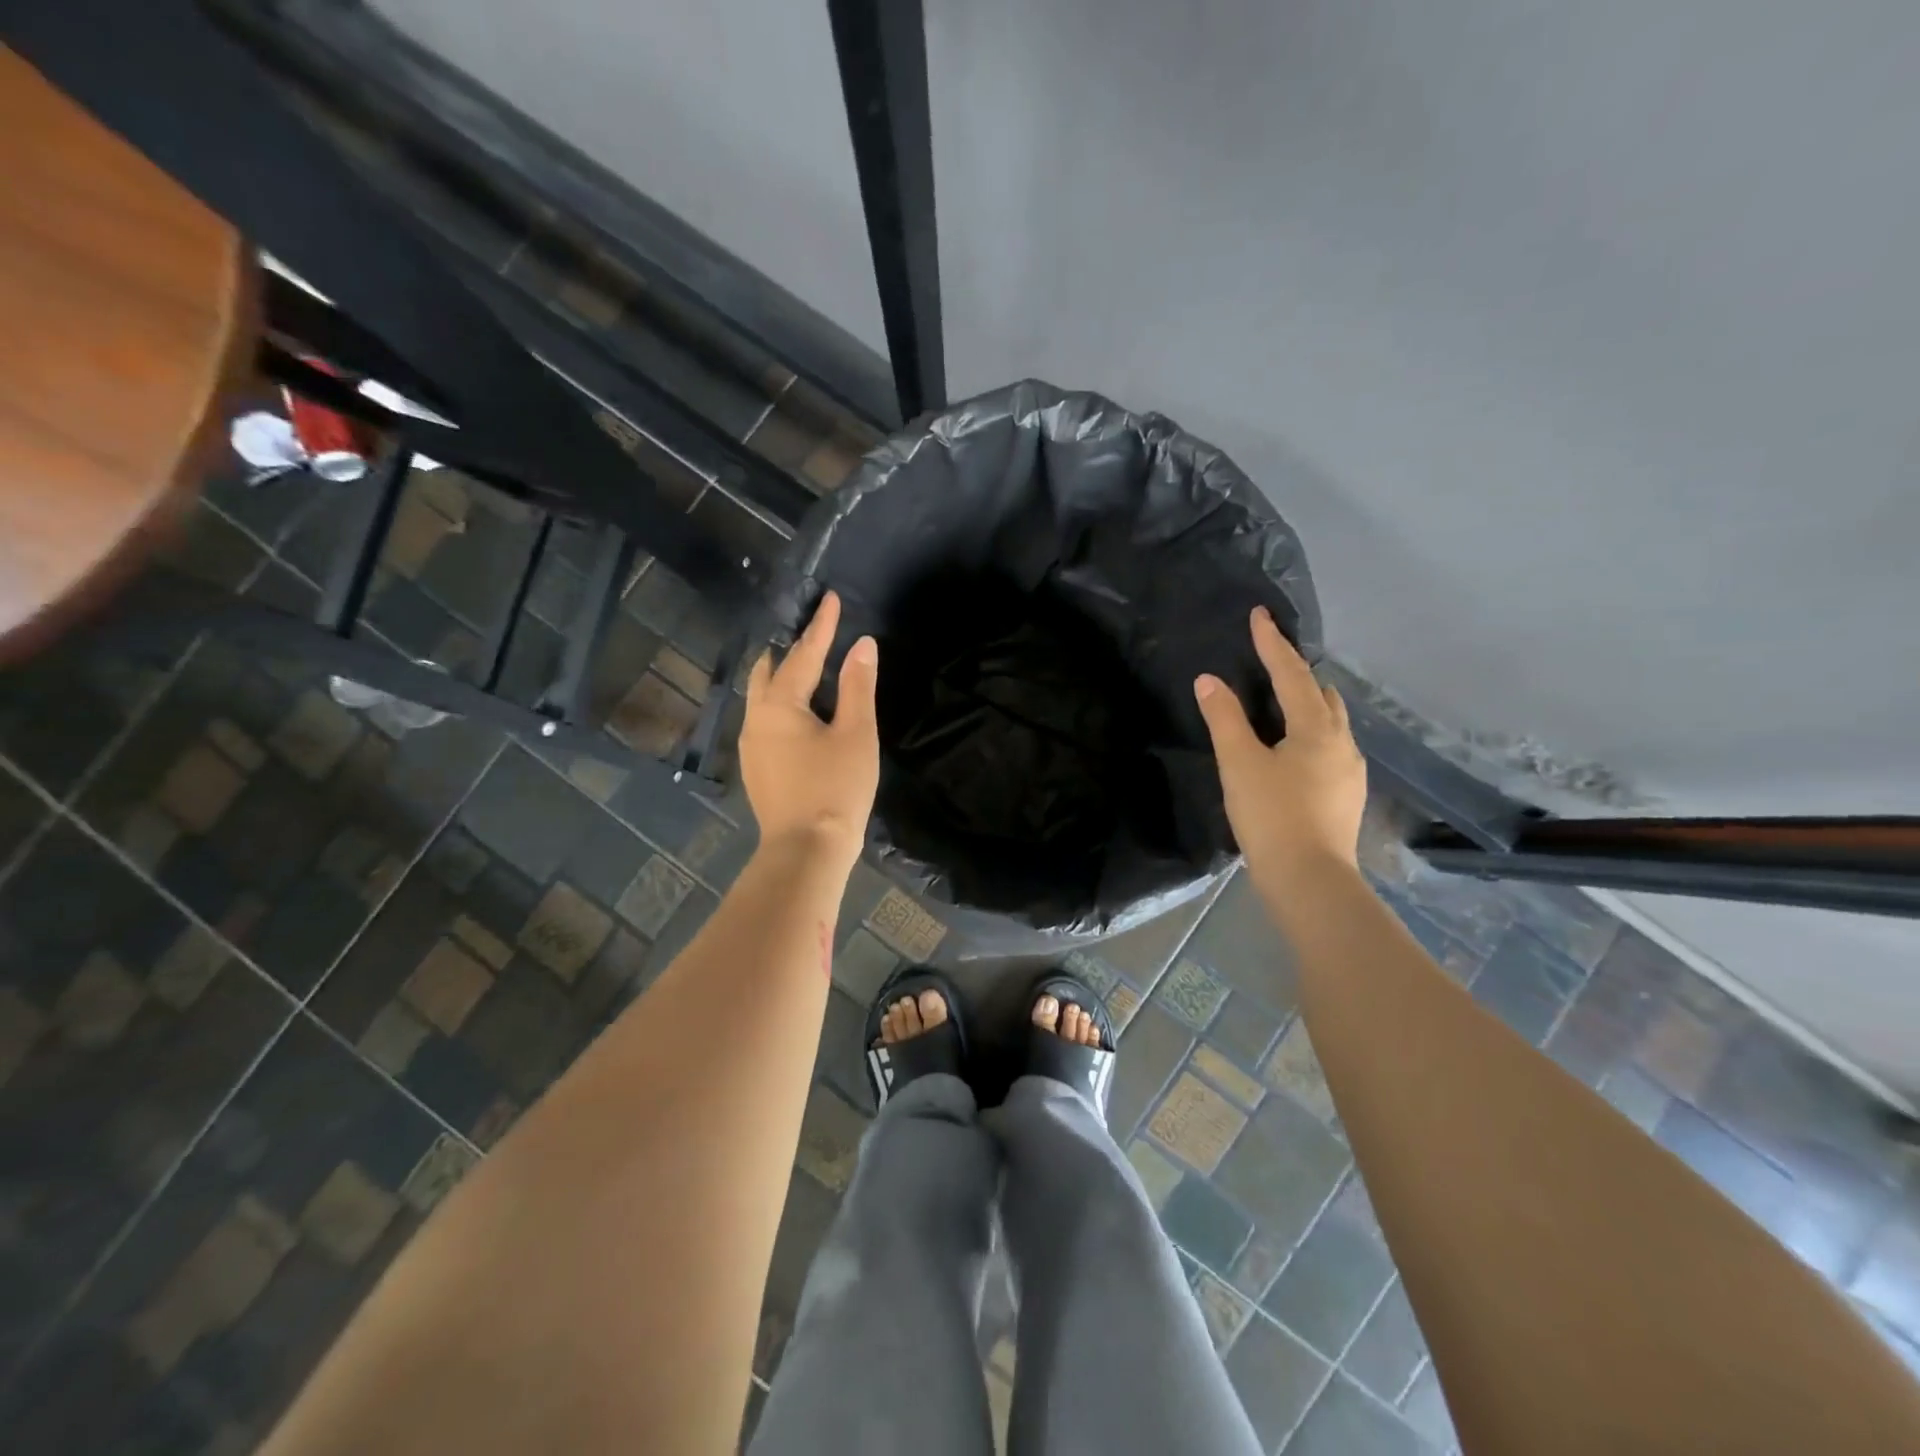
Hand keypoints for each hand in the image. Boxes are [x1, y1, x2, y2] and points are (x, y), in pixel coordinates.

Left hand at [741, 590, 878, 867]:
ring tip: (806, 668)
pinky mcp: (756, 768)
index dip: (821, 626)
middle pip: (769, 672)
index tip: (830, 598)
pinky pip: (765, 720)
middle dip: (791, 650)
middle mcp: (756, 719)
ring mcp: (751, 746)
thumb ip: (857, 686)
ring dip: (783, 677)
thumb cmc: (835, 788)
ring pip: (762, 697)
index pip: (804, 654)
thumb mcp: (856, 733)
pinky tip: (799, 714)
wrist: (806, 850)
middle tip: (814, 634)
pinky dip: (781, 703)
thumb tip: (862, 644)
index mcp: (779, 705)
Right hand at [1194, 606, 1366, 882]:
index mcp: (1317, 728)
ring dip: (1308, 704)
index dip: (1272, 643)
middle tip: (1270, 661)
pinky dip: (1311, 733)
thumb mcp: (1239, 763)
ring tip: (1281, 704)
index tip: (1260, 615)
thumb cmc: (1272, 815)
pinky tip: (1294, 751)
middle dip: (1297, 672)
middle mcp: (1342, 742)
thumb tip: (1209, 680)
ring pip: (1331, 722)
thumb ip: (1224, 718)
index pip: (1292, 673)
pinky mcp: (1346, 795)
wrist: (1310, 879)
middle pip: (1322, 693)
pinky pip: (1330, 748)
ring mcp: (1350, 771)